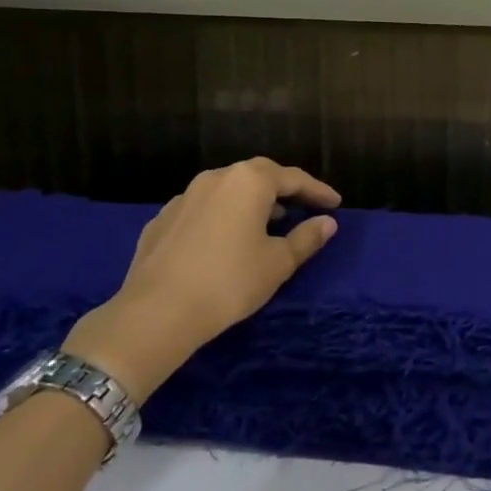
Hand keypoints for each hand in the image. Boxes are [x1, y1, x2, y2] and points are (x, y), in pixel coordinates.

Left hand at [62, 158, 340, 401]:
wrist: (155, 313)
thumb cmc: (229, 282)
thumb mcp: (278, 263)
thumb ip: (306, 238)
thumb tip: (327, 222)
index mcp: (249, 181)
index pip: (294, 178)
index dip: (318, 191)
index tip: (335, 204)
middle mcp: (216, 178)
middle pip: (258, 176)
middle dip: (283, 190)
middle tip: (302, 207)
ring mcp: (184, 197)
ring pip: (227, 191)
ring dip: (250, 203)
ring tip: (267, 224)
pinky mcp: (161, 220)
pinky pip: (202, 210)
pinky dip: (221, 218)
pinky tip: (224, 241)